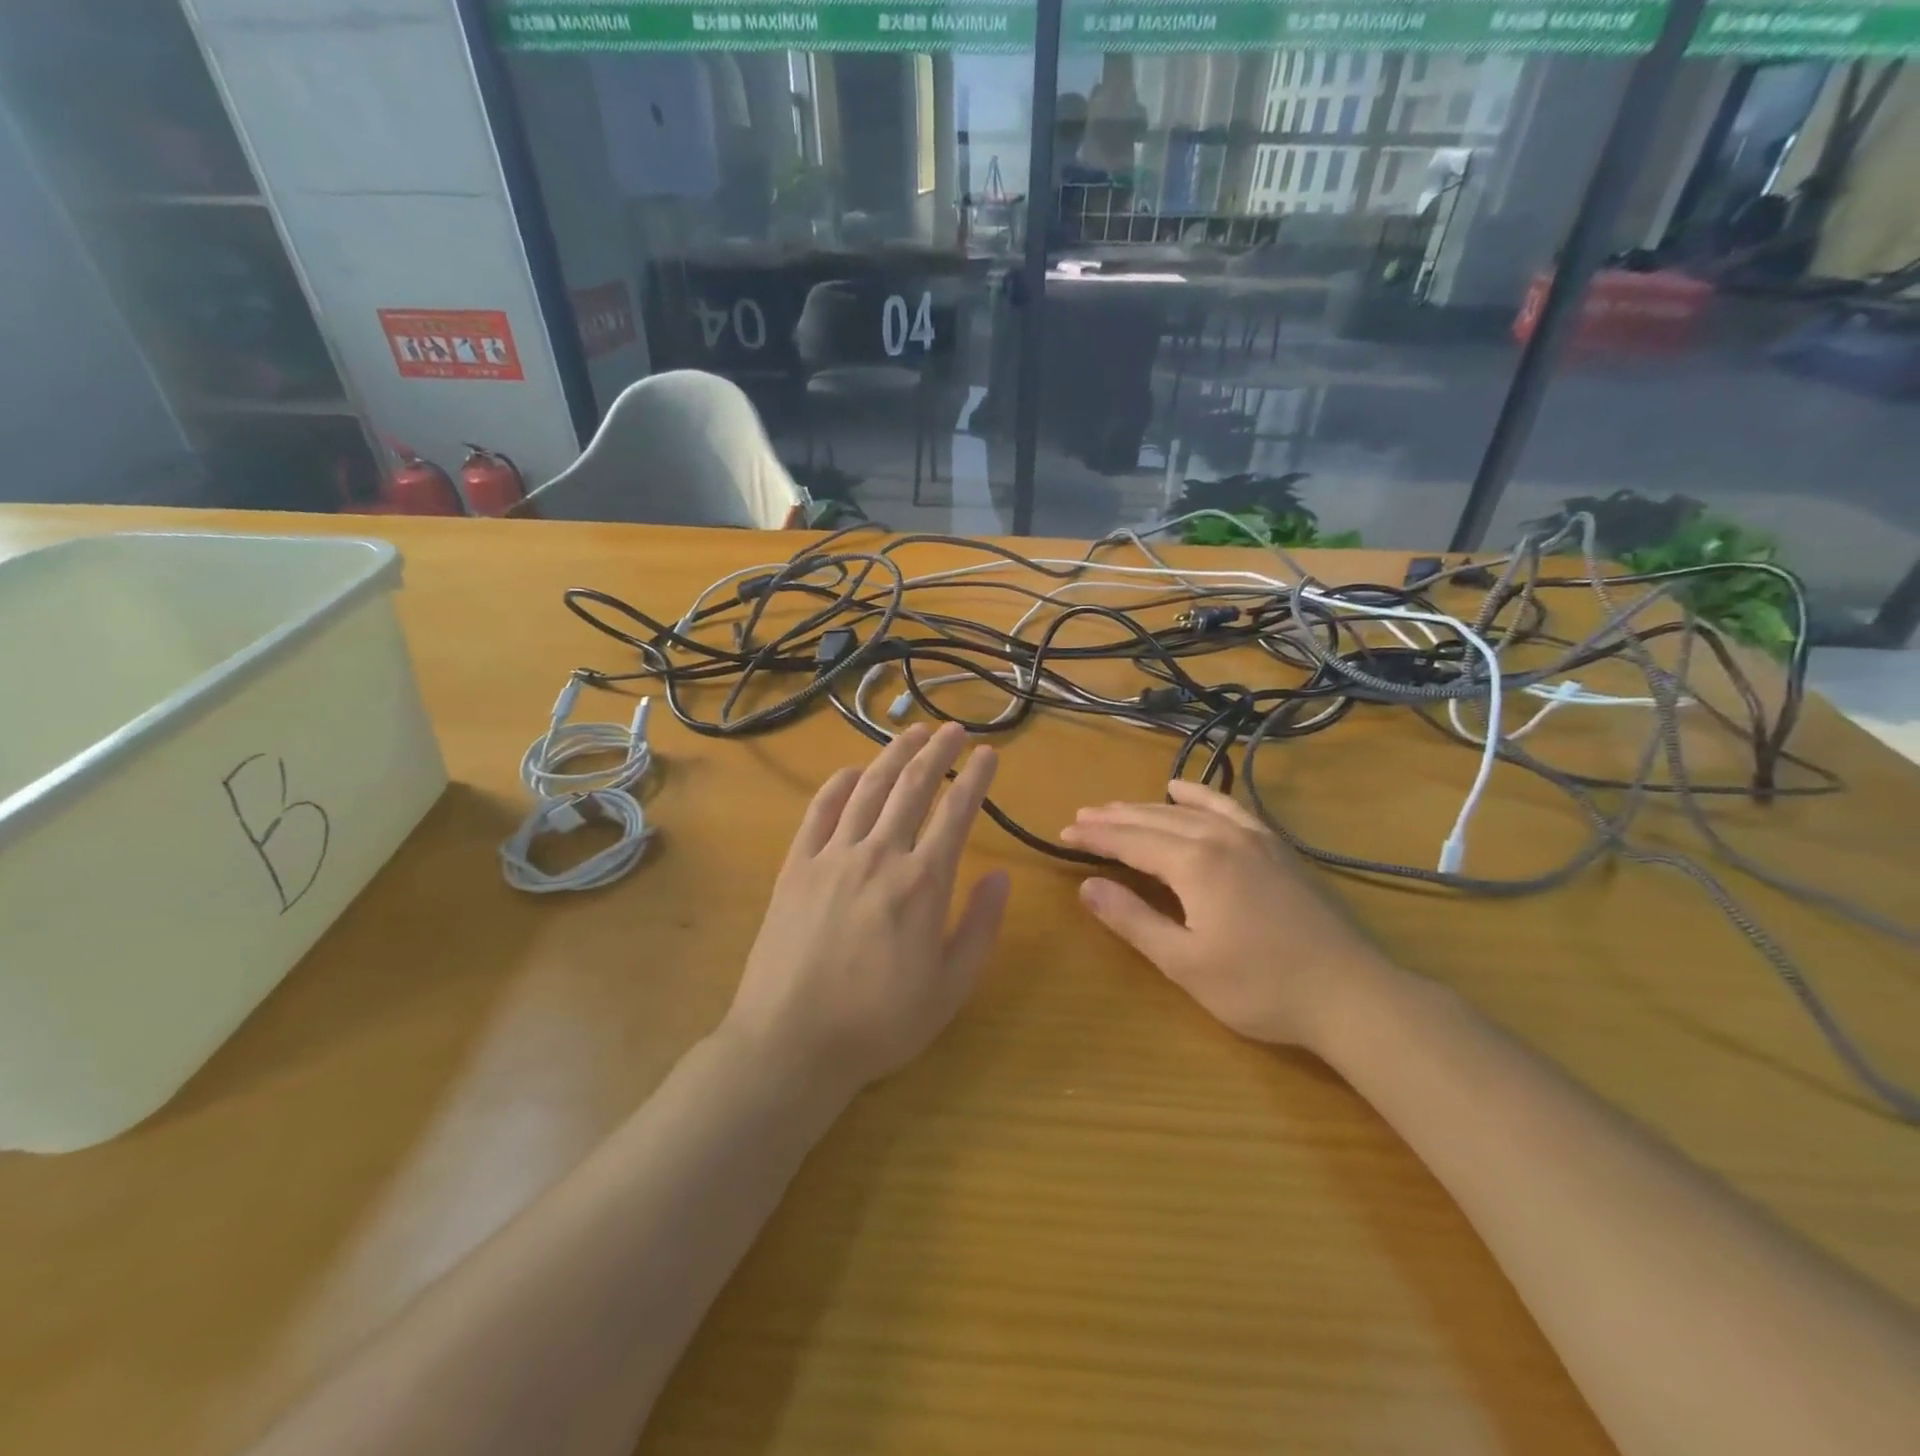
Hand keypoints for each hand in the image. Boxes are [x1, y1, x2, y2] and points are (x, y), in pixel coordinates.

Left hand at [727, 723, 1010, 1090]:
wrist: (792, 1041)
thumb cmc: (880, 1022)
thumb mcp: (950, 986)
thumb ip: (980, 926)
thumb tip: (1000, 874)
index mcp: (922, 882)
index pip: (957, 812)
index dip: (976, 778)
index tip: (989, 754)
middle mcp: (879, 854)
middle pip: (913, 787)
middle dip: (938, 752)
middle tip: (955, 729)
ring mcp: (832, 856)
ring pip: (869, 789)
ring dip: (894, 755)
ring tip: (912, 733)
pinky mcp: (796, 866)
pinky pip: (820, 811)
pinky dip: (839, 784)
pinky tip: (854, 771)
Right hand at [1060, 780, 1400, 1052]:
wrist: (1350, 994)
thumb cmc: (1260, 987)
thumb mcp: (1184, 963)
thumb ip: (1133, 920)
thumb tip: (1087, 886)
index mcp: (1195, 864)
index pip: (1131, 841)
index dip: (1095, 837)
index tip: (1063, 833)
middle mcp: (1220, 837)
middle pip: (1155, 819)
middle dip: (1114, 818)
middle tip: (1080, 817)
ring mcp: (1252, 838)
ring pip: (1187, 811)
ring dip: (1148, 807)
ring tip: (1117, 807)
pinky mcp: (1275, 847)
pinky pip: (1228, 808)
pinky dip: (1200, 795)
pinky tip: (1183, 790)